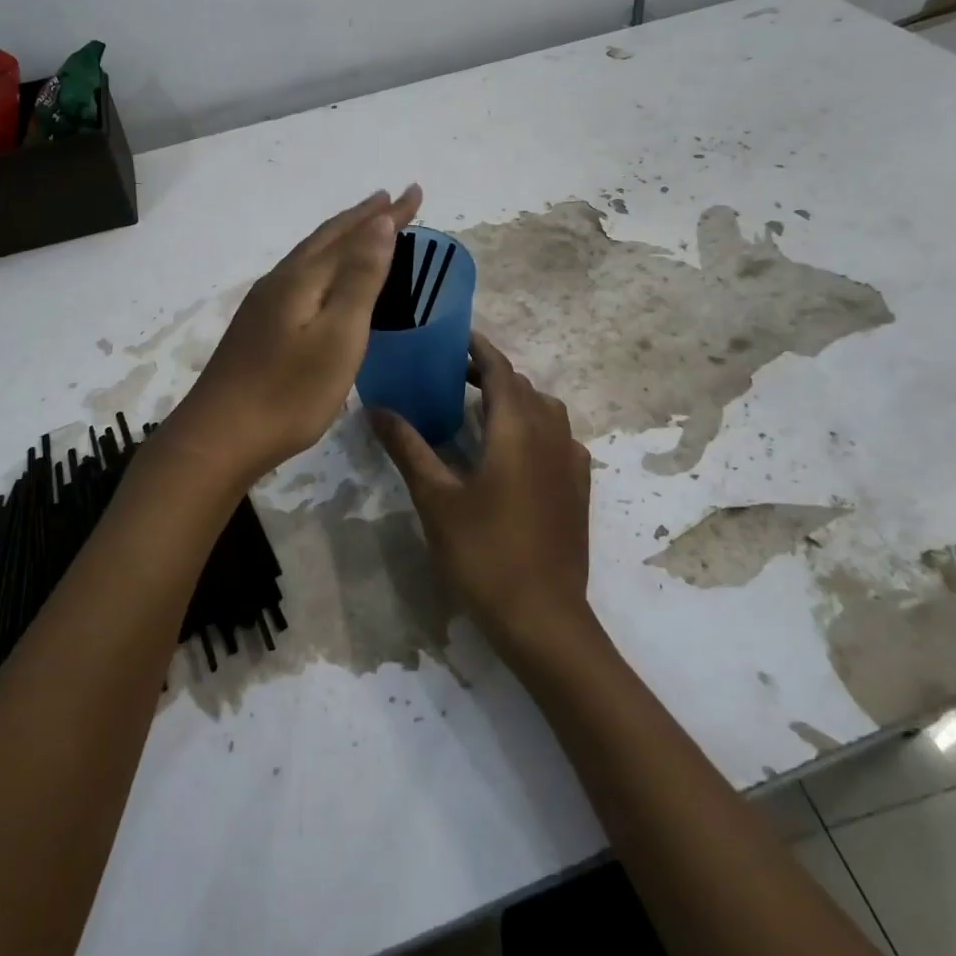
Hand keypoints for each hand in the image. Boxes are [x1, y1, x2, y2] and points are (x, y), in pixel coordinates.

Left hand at [171, 184, 422, 485]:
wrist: (220, 437)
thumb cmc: (289, 392)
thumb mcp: (338, 336)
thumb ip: (359, 278)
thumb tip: (380, 224)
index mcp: (304, 279)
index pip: (353, 233)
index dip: (387, 214)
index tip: (415, 191)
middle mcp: (282, 280)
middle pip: (327, 237)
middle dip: (363, 217)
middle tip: (392, 199)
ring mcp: (265, 303)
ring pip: (311, 254)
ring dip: (341, 236)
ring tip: (364, 227)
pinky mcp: (259, 326)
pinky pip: (301, 274)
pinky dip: (324, 261)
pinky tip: (323, 277)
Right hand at [371, 333, 594, 658]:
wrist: (543, 616)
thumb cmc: (483, 552)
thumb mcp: (436, 498)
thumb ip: (408, 447)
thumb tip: (376, 407)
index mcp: (517, 427)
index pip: (499, 369)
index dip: (478, 349)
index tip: (453, 338)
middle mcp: (551, 433)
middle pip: (522, 386)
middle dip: (490, 374)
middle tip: (451, 376)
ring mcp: (571, 460)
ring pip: (544, 410)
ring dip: (514, 399)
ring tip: (479, 410)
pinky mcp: (578, 486)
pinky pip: (558, 437)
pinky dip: (534, 427)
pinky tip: (513, 452)